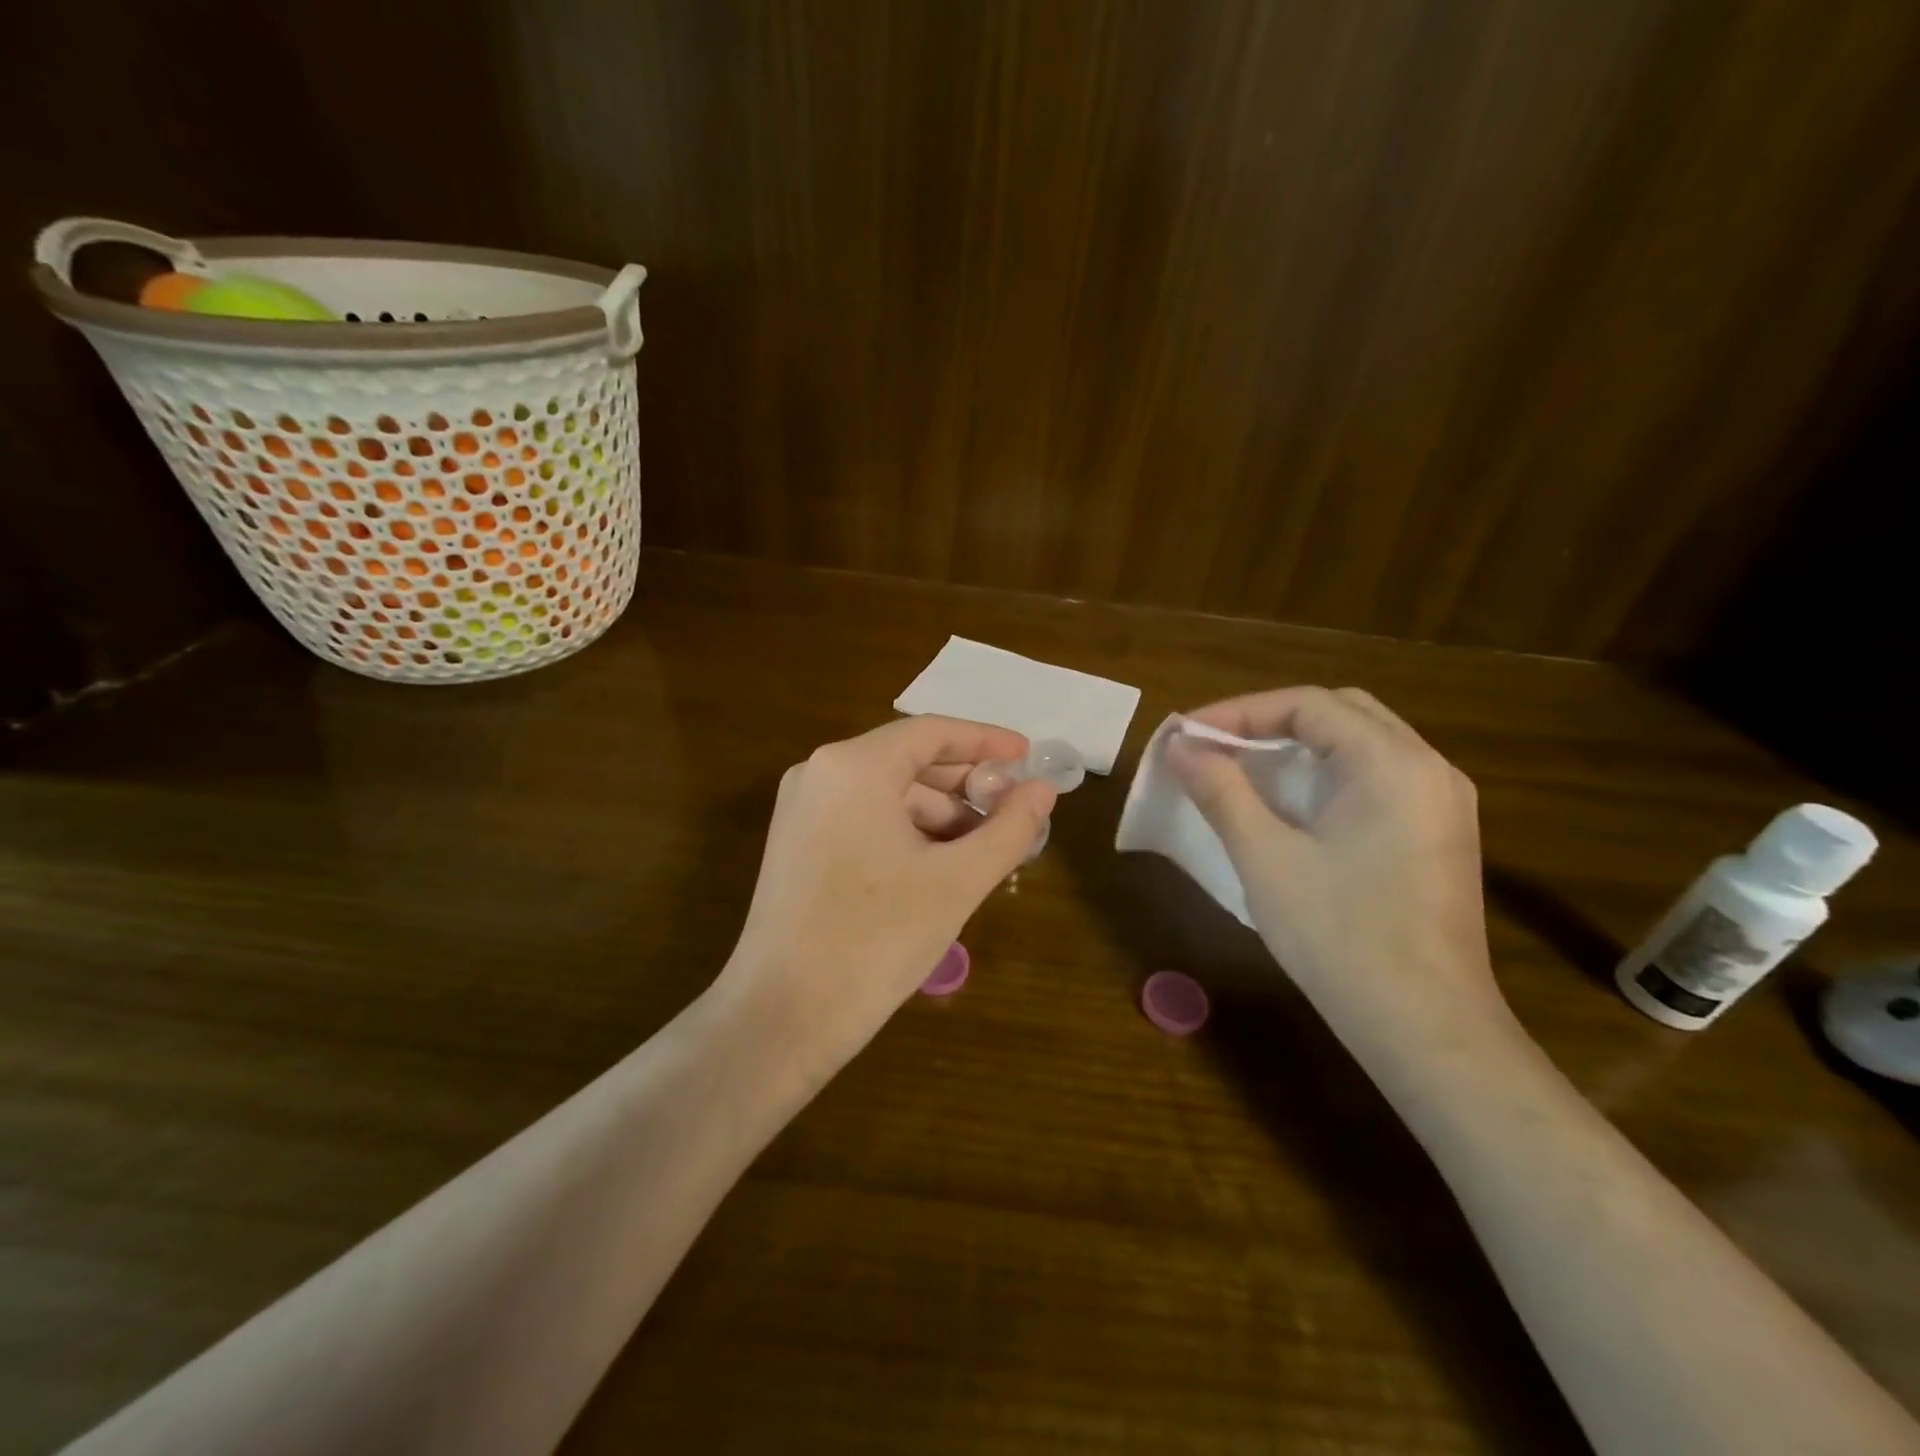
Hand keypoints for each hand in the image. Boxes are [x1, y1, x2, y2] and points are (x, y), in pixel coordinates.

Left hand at [720, 715, 1057, 1071]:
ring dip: (940, 814)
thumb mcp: (956, 882)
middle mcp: (819, 773)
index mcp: (853, 767)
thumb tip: (1044, 791)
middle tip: (1014, 808)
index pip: (932, 732)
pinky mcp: (796, 844)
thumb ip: (1009, 828)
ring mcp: (802, 810)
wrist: (780, 1017)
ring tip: (985, 847)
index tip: (1028, 756)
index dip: (986, 741)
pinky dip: (907, 832)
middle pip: (908, 760)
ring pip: (887, 793)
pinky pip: (864, 818)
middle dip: (965, 783)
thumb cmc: (875, 940)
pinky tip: (941, 865)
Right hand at [1168, 687, 1507, 1044]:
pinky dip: (1328, 773)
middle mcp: (1428, 769)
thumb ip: (1221, 791)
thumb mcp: (1266, 859)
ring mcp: (1442, 803)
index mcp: (1392, 764)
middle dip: (1271, 721)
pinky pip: (1378, 777)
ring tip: (1244, 768)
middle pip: (1340, 712)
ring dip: (1300, 746)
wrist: (1426, 1029)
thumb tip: (1179, 746)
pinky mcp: (1440, 835)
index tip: (1188, 736)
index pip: (1308, 705)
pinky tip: (1294, 804)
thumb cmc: (1340, 938)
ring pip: (1362, 743)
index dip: (1239, 712)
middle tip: (1215, 746)